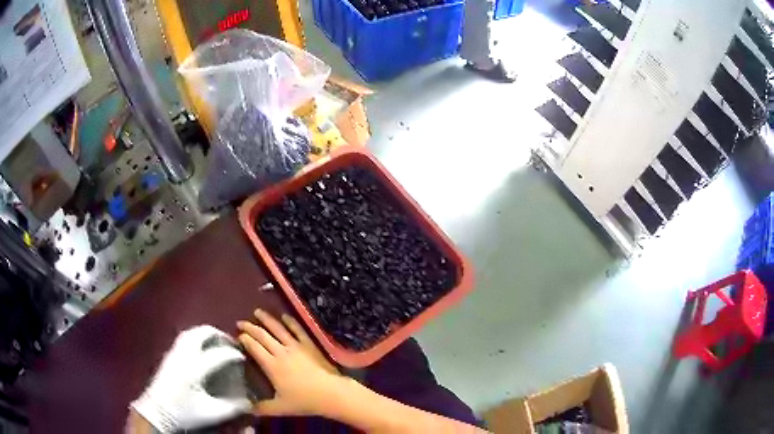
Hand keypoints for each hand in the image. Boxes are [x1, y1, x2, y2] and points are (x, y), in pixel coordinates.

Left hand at [131, 325, 250, 432]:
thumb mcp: (210, 413)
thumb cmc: (184, 412)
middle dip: (218, 334)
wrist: (157, 411)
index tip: (243, 356)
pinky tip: (200, 346)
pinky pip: (184, 337)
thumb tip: (249, 402)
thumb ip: (232, 407)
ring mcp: (173, 352)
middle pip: (201, 334)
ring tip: (216, 341)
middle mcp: (183, 355)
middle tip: (230, 342)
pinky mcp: (168, 354)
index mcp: (194, 369)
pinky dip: (196, 336)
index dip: (232, 354)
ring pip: (190, 333)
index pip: (217, 354)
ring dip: (205, 333)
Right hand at [237, 309, 344, 416]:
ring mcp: (296, 347)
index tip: (237, 336)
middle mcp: (281, 352)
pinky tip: (284, 316)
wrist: (331, 393)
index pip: (253, 347)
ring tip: (257, 312)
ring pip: (278, 329)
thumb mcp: (280, 408)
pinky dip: (290, 322)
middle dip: (250, 327)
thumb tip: (247, 409)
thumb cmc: (304, 401)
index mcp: (271, 365)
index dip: (244, 339)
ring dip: (266, 319)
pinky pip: (298, 330)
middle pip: (262, 335)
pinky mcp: (309, 345)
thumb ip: (262, 408)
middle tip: (240, 322)